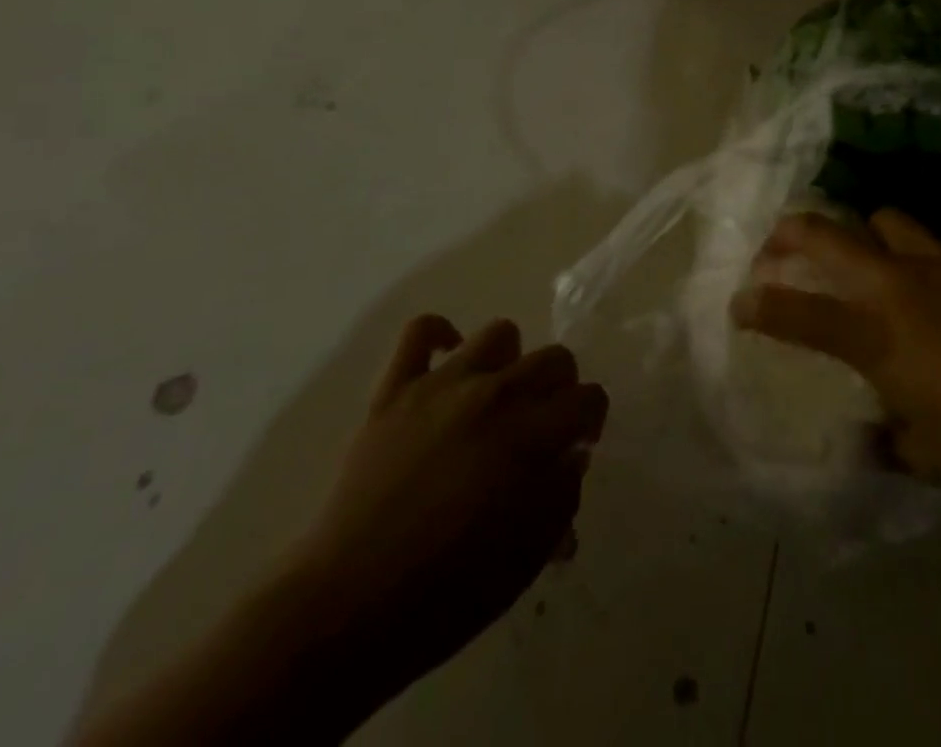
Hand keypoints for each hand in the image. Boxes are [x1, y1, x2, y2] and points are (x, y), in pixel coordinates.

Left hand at [284, 316, 606, 696]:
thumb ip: (562, 494)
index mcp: (532, 434)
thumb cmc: (448, 592)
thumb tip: (570, 455)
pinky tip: (447, 361)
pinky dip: (439, 336)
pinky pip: (420, 332)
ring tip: (496, 397)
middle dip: (561, 389)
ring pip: (499, 334)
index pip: (588, 398)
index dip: (591, 419)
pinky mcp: (395, 390)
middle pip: (553, 358)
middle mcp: (495, 394)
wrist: (348, 607)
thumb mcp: (529, 555)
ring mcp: (442, 385)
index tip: (579, 444)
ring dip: (508, 362)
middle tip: (543, 424)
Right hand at [731, 210, 940, 504]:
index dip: (760, 305)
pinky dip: (910, 253)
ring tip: (862, 260)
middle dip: (789, 234)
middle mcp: (896, 286)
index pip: (799, 312)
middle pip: (826, 235)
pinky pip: (927, 241)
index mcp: (876, 336)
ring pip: (880, 220)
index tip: (739, 303)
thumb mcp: (927, 455)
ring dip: (859, 234)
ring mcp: (938, 264)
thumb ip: (886, 440)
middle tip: (773, 246)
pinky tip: (930, 287)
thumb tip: (867, 438)